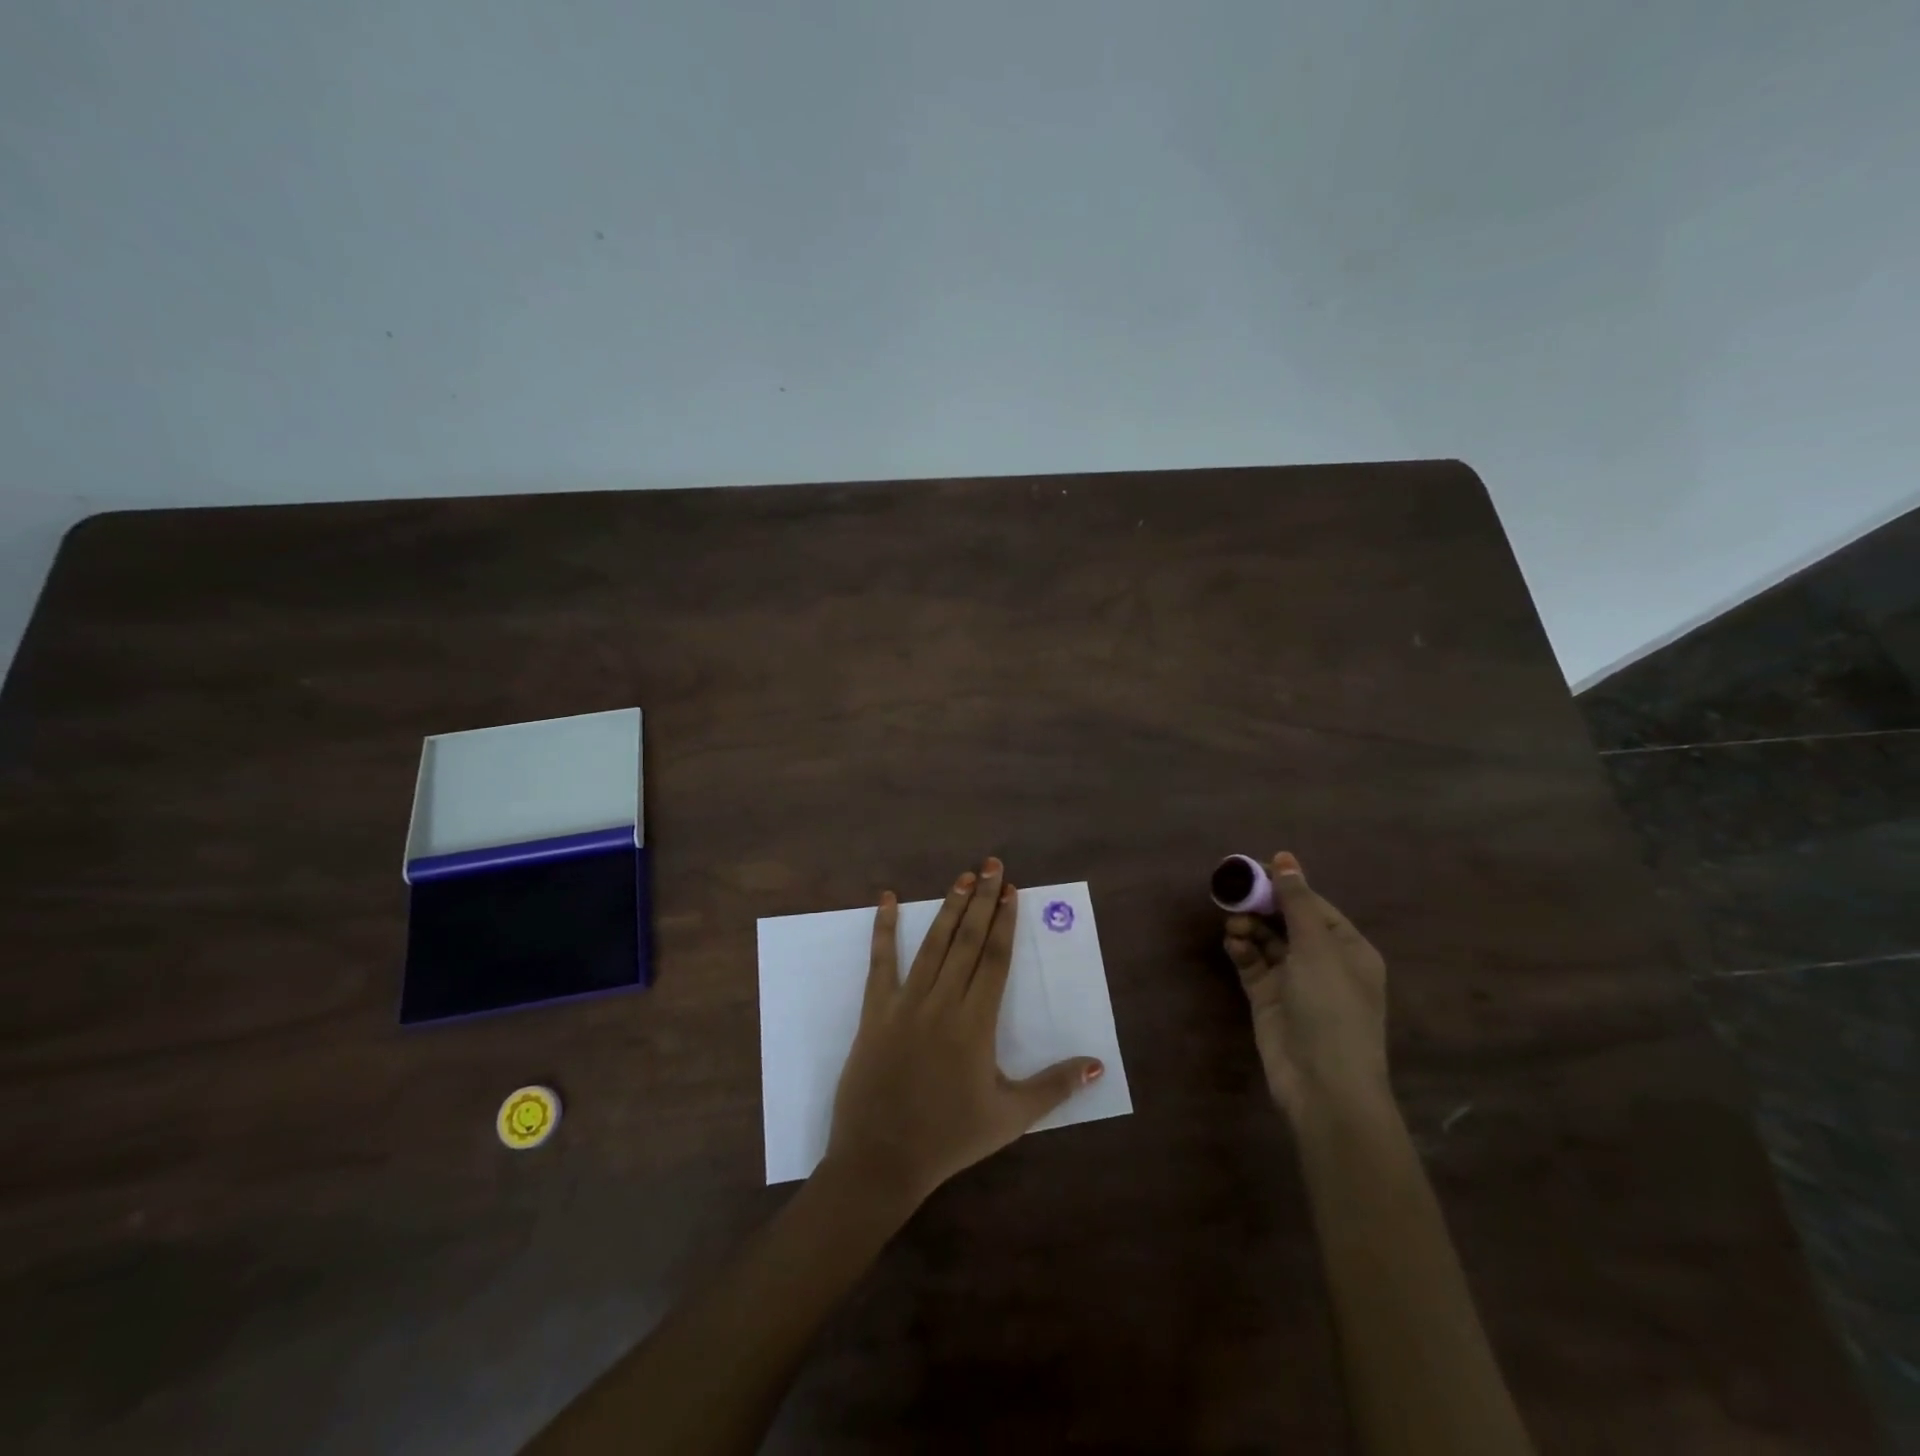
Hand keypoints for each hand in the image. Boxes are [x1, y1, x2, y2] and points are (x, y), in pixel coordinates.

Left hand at [822, 857, 1103, 1210]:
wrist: (880, 1159)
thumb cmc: (950, 1138)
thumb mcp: (1010, 1117)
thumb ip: (1055, 1087)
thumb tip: (1098, 1064)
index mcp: (975, 1024)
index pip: (994, 960)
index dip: (1004, 922)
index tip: (1011, 890)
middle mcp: (941, 1003)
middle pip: (966, 941)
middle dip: (981, 900)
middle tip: (991, 865)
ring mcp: (904, 1003)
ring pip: (931, 945)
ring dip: (948, 908)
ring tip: (962, 877)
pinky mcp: (875, 1011)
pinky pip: (880, 963)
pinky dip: (884, 929)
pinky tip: (886, 899)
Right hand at [1222, 852, 1388, 1120]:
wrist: (1323, 1086)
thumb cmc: (1331, 1009)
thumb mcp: (1317, 949)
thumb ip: (1296, 902)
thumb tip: (1285, 858)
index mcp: (1347, 948)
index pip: (1312, 905)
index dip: (1283, 885)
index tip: (1250, 869)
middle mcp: (1322, 961)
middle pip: (1286, 920)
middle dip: (1261, 906)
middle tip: (1231, 893)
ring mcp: (1294, 981)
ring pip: (1266, 940)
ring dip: (1249, 928)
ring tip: (1233, 925)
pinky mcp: (1269, 999)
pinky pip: (1252, 963)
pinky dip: (1242, 951)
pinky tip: (1233, 944)